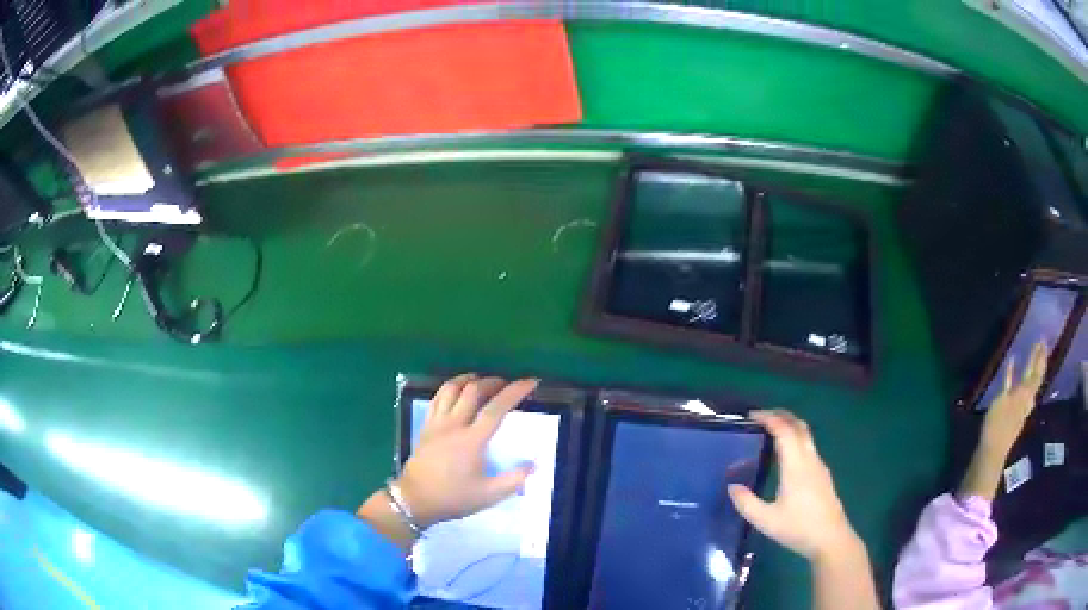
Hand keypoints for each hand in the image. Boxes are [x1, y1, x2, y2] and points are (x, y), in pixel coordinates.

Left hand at [396, 374, 538, 527]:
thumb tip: (534, 464)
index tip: (531, 382)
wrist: (415, 500)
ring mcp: (437, 423)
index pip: (496, 408)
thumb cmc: (453, 497)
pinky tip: (457, 391)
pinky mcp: (426, 426)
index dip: (515, 392)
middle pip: (473, 390)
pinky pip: (438, 398)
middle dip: (493, 382)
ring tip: (482, 380)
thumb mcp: (488, 495)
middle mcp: (454, 425)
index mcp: (472, 440)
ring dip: (469, 380)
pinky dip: (450, 388)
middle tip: (507, 384)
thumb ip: (513, 480)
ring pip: (452, 388)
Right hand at [728, 410, 859, 561]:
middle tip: (760, 418)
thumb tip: (732, 486)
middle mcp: (810, 459)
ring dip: (789, 427)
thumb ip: (746, 503)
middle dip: (781, 416)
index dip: (769, 418)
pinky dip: (795, 440)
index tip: (751, 416)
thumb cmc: (798, 528)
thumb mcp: (766, 520)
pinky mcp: (823, 475)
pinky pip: (808, 447)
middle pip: (798, 426)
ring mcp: (819, 466)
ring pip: (806, 436)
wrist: (830, 539)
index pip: (784, 431)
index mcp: (796, 466)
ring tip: (770, 433)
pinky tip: (785, 456)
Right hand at [980, 341, 1047, 454]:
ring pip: (1028, 381)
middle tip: (1042, 343)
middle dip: (1038, 360)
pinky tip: (1012, 365)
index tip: (1043, 339)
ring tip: (1033, 355)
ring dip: (1031, 368)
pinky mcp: (1009, 408)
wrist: (991, 451)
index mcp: (1025, 394)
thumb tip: (1017, 366)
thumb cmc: (997, 425)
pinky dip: (1014, 375)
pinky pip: (1014, 386)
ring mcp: (1018, 404)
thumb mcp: (1003, 401)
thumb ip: (1012, 384)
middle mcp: (1026, 397)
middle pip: (1035, 376)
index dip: (1040, 356)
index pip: (1036, 371)